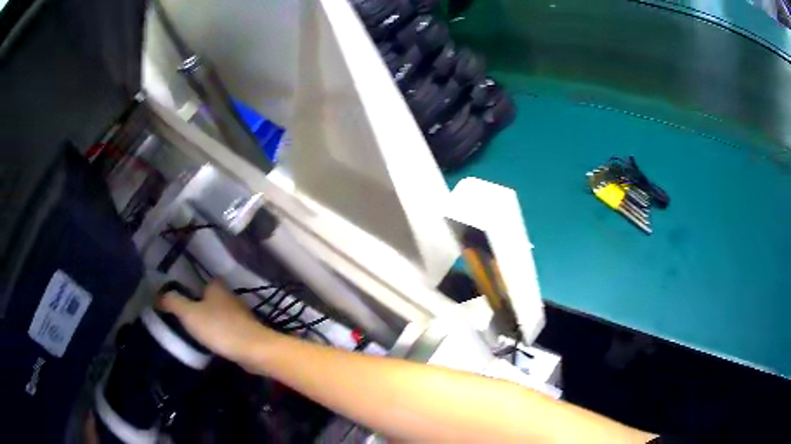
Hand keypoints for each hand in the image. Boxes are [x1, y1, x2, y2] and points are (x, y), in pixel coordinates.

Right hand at [158, 280, 272, 363]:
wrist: (253, 350)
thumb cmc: (219, 327)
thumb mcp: (189, 313)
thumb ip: (173, 302)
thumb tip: (158, 295)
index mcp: (217, 287)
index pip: (202, 281)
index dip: (191, 287)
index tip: (179, 297)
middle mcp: (230, 297)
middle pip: (211, 298)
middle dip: (199, 305)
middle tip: (183, 316)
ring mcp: (241, 315)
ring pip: (220, 314)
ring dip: (210, 320)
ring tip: (194, 331)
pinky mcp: (246, 332)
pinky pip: (227, 329)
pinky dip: (219, 333)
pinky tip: (212, 342)